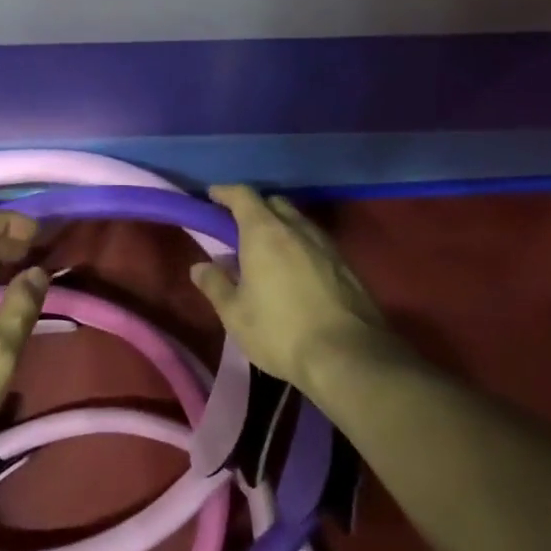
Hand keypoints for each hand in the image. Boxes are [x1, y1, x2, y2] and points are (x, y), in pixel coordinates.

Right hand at [189, 185, 406, 396]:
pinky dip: (300, 247)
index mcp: (264, 232)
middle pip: (273, 204)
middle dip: (254, 209)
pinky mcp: (347, 266)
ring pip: (298, 222)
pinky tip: (295, 273)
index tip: (211, 197)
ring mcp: (327, 245)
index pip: (243, 195)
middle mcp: (297, 229)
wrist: (350, 358)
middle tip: (238, 231)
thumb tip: (200, 267)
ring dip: (280, 228)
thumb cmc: (281, 332)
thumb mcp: (235, 314)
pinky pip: (316, 243)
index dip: (225, 192)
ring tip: (267, 255)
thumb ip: (215, 285)